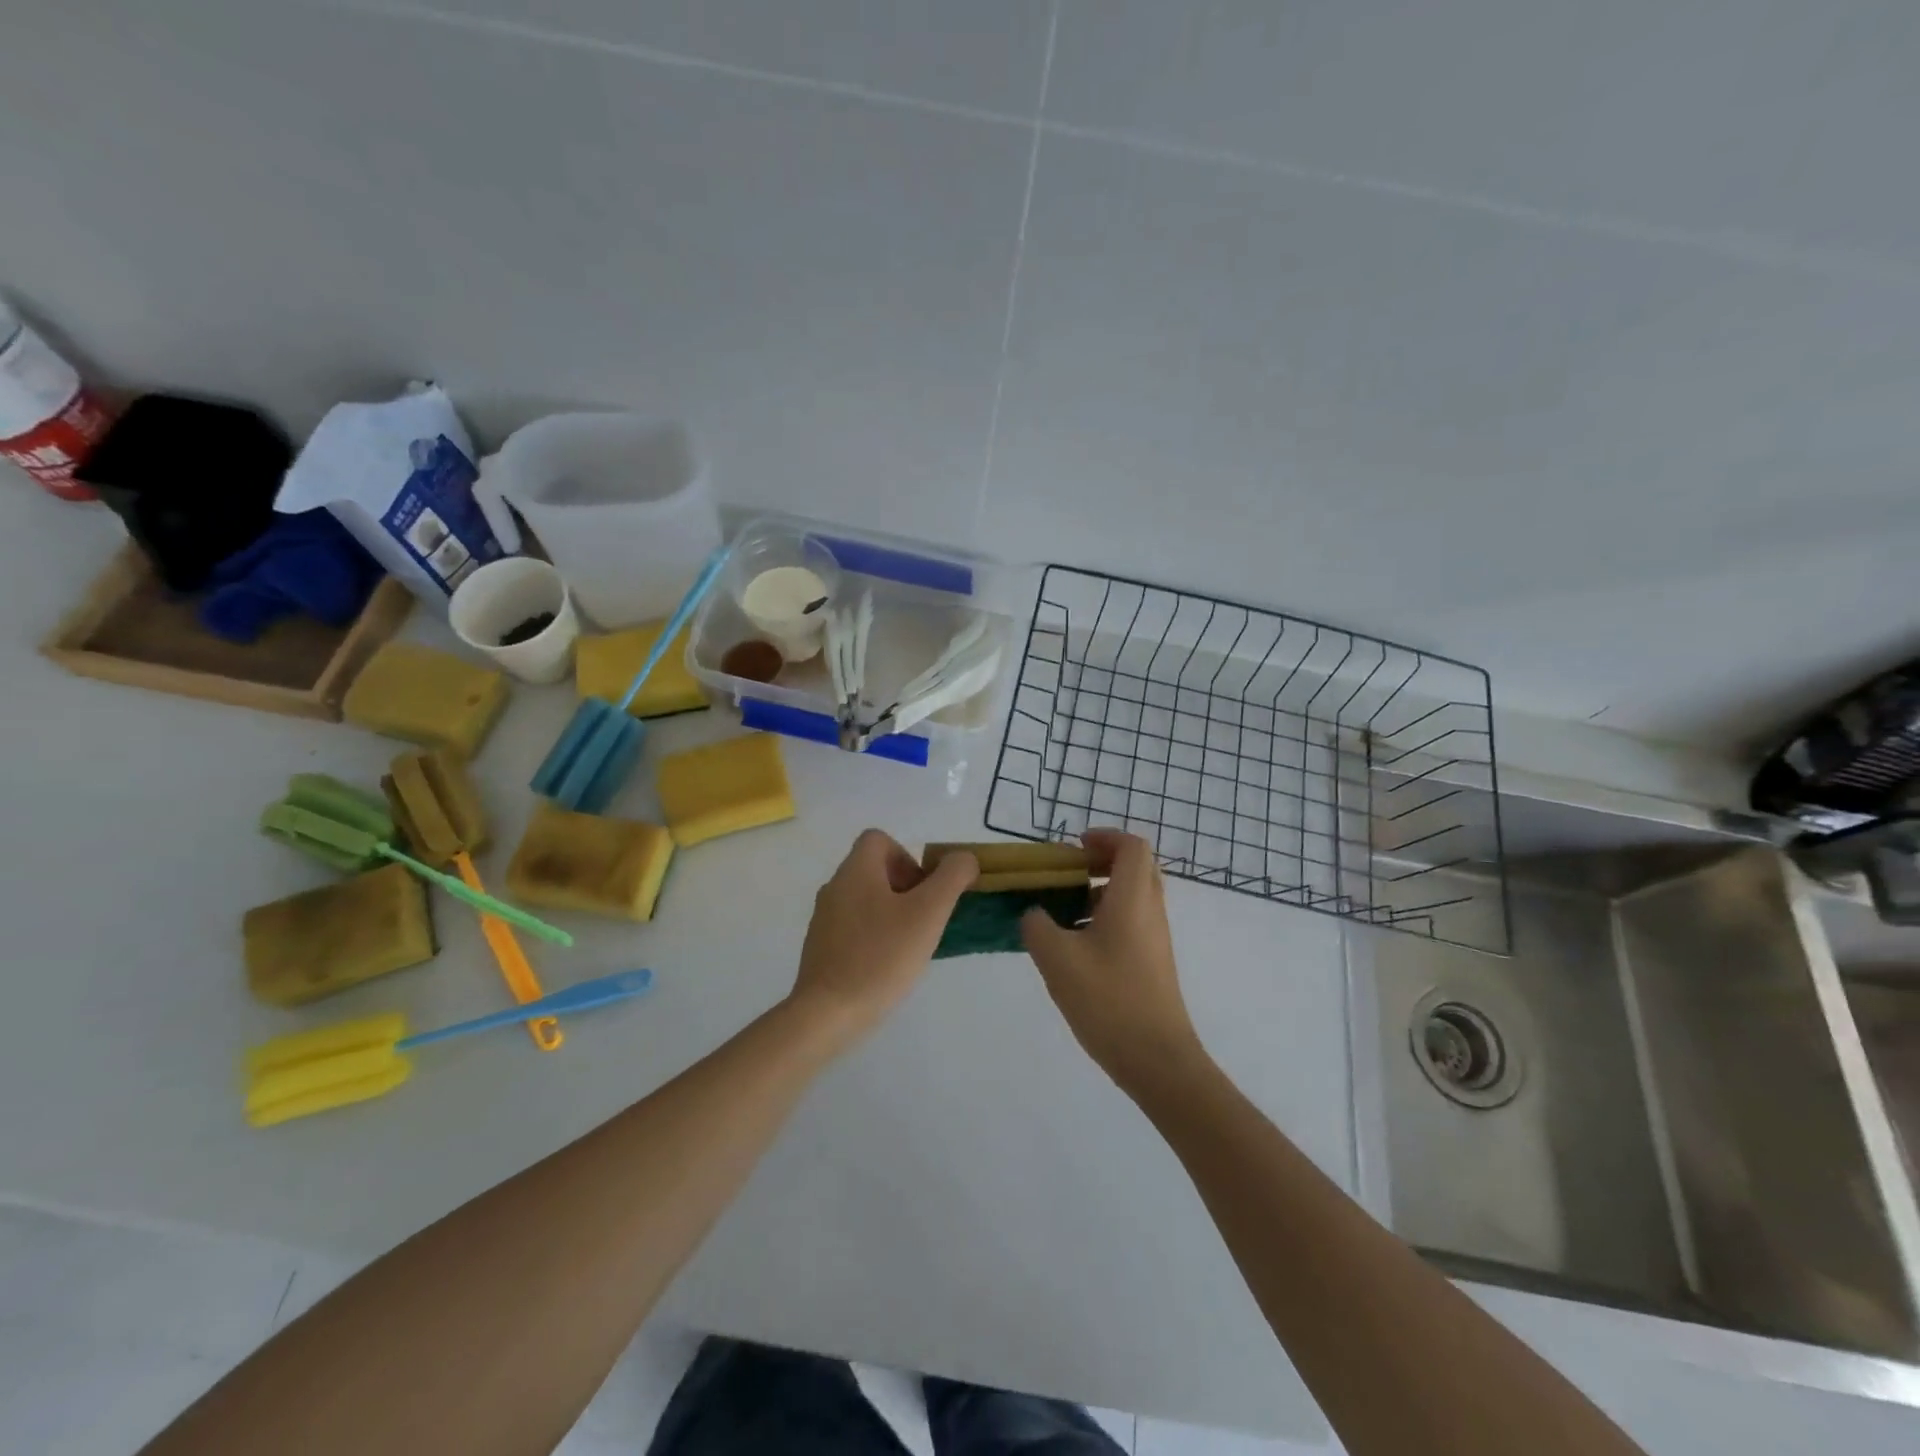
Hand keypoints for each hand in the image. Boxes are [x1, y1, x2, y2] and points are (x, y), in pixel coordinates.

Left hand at [787, 829, 977, 1046]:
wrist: (828, 1014)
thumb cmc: (881, 956)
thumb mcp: (928, 913)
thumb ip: (951, 878)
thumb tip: (963, 859)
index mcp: (855, 871)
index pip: (879, 839)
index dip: (907, 857)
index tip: (923, 891)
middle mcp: (834, 887)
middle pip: (874, 870)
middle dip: (905, 888)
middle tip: (924, 920)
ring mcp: (823, 919)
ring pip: (865, 900)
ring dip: (892, 914)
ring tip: (910, 946)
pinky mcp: (821, 948)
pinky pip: (854, 928)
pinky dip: (874, 937)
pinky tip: (887, 966)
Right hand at [1021, 830, 1207, 1093]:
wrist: (1158, 1060)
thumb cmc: (1109, 1001)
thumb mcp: (1057, 959)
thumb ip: (1037, 926)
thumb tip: (1034, 913)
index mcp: (1133, 899)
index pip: (1132, 846)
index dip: (1105, 837)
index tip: (1073, 848)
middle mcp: (1151, 911)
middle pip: (1136, 867)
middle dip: (1101, 861)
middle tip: (1068, 873)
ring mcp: (1155, 938)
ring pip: (1133, 896)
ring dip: (1100, 891)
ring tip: (1063, 911)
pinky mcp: (1153, 962)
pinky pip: (1132, 922)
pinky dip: (1105, 918)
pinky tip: (1075, 947)